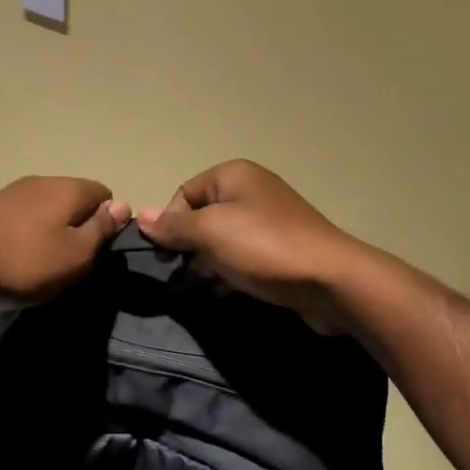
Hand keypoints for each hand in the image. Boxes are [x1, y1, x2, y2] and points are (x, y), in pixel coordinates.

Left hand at [0, 176, 129, 306]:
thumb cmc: (23, 262)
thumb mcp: (75, 255)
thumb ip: (101, 229)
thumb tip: (123, 205)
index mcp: (69, 188)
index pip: (105, 194)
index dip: (108, 222)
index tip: (98, 252)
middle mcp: (43, 181)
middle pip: (75, 200)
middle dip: (80, 227)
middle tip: (73, 262)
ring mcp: (14, 192)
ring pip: (48, 209)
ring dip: (52, 232)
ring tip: (44, 264)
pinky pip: (24, 218)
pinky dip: (28, 235)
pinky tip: (18, 258)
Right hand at [137, 160, 367, 332]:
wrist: (330, 280)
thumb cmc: (263, 247)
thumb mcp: (210, 232)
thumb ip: (173, 226)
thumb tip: (140, 216)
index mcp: (233, 175)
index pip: (184, 193)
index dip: (169, 223)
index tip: (164, 256)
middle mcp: (252, 191)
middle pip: (202, 217)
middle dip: (186, 247)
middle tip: (178, 275)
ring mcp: (269, 221)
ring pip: (222, 241)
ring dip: (205, 264)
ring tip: (199, 289)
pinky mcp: (281, 250)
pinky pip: (243, 258)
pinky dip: (229, 273)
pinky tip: (223, 294)